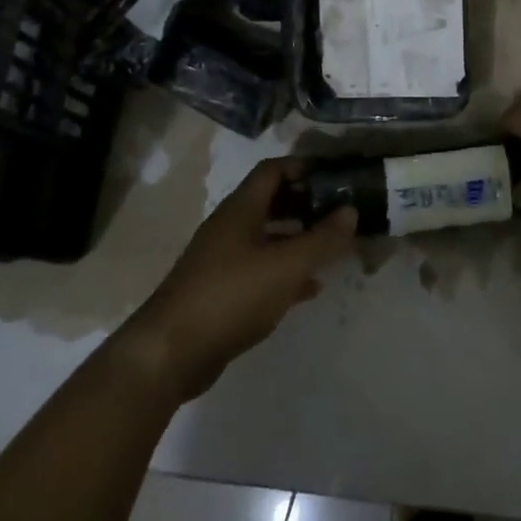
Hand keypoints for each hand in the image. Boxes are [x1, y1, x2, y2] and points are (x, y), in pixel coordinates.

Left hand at [112, 159, 356, 402]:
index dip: (303, 167)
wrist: (171, 353)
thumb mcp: (285, 266)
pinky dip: (286, 272)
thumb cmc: (231, 296)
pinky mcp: (221, 291)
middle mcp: (230, 227)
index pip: (273, 170)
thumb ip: (321, 239)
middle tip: (340, 213)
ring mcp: (223, 260)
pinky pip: (260, 270)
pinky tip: (310, 288)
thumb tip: (350, 210)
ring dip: (298, 239)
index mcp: (241, 209)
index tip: (335, 177)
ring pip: (267, 238)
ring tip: (332, 248)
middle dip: (305, 204)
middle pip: (271, 202)